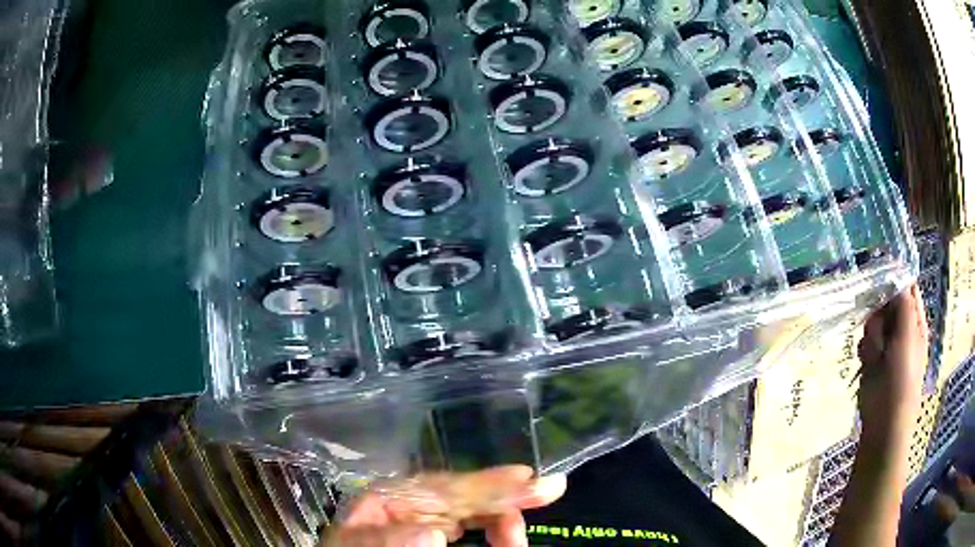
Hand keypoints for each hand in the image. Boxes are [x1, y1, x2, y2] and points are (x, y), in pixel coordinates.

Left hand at [322, 466, 566, 546]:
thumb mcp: (359, 546)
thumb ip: (389, 541)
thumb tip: (434, 534)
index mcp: (388, 497)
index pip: (444, 486)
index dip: (487, 482)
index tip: (527, 477)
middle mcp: (409, 501)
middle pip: (464, 493)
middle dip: (505, 493)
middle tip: (550, 489)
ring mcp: (420, 517)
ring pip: (470, 509)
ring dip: (499, 516)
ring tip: (518, 535)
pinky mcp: (426, 531)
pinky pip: (463, 523)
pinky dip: (488, 526)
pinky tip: (503, 531)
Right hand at [856, 283, 928, 438]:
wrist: (884, 425)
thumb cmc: (901, 380)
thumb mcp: (907, 337)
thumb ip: (904, 305)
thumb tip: (898, 273)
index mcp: (915, 322)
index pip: (907, 288)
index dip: (894, 280)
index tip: (879, 281)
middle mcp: (903, 330)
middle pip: (887, 304)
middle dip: (879, 313)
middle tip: (877, 328)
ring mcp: (887, 347)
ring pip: (874, 323)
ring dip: (871, 335)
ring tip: (873, 354)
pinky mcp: (873, 361)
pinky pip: (866, 343)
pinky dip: (865, 350)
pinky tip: (867, 363)